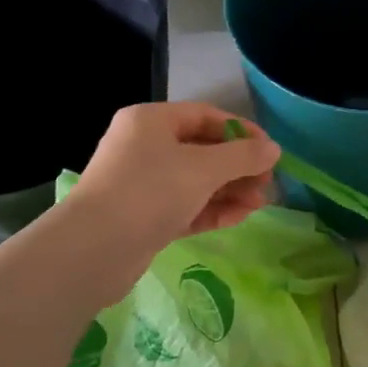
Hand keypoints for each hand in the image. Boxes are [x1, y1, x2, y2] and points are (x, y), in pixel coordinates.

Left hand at [70, 102, 280, 251]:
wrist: (94, 250)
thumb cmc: (150, 192)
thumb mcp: (203, 168)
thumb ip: (243, 157)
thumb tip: (273, 149)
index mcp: (151, 121)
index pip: (206, 116)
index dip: (242, 131)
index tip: (270, 151)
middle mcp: (144, 146)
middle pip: (202, 150)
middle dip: (238, 167)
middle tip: (267, 184)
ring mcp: (142, 183)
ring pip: (195, 181)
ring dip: (229, 190)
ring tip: (259, 205)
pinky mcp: (143, 217)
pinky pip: (185, 206)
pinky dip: (211, 210)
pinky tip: (238, 218)